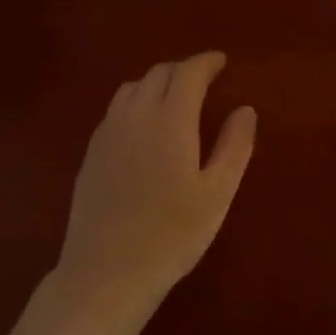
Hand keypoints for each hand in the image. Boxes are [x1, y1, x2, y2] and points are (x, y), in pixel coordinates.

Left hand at [52, 52, 256, 320]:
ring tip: (174, 97)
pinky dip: (135, 102)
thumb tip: (245, 109)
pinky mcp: (91, 154)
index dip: (206, 62)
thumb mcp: (217, 193)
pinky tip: (144, 126)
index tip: (222, 62)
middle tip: (204, 79)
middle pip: (158, 74)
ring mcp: (107, 134)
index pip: (188, 73)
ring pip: (131, 88)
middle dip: (183, 69)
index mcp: (170, 120)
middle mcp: (135, 116)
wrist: (106, 273)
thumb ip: (234, 145)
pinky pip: (115, 110)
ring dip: (156, 82)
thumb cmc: (173, 234)